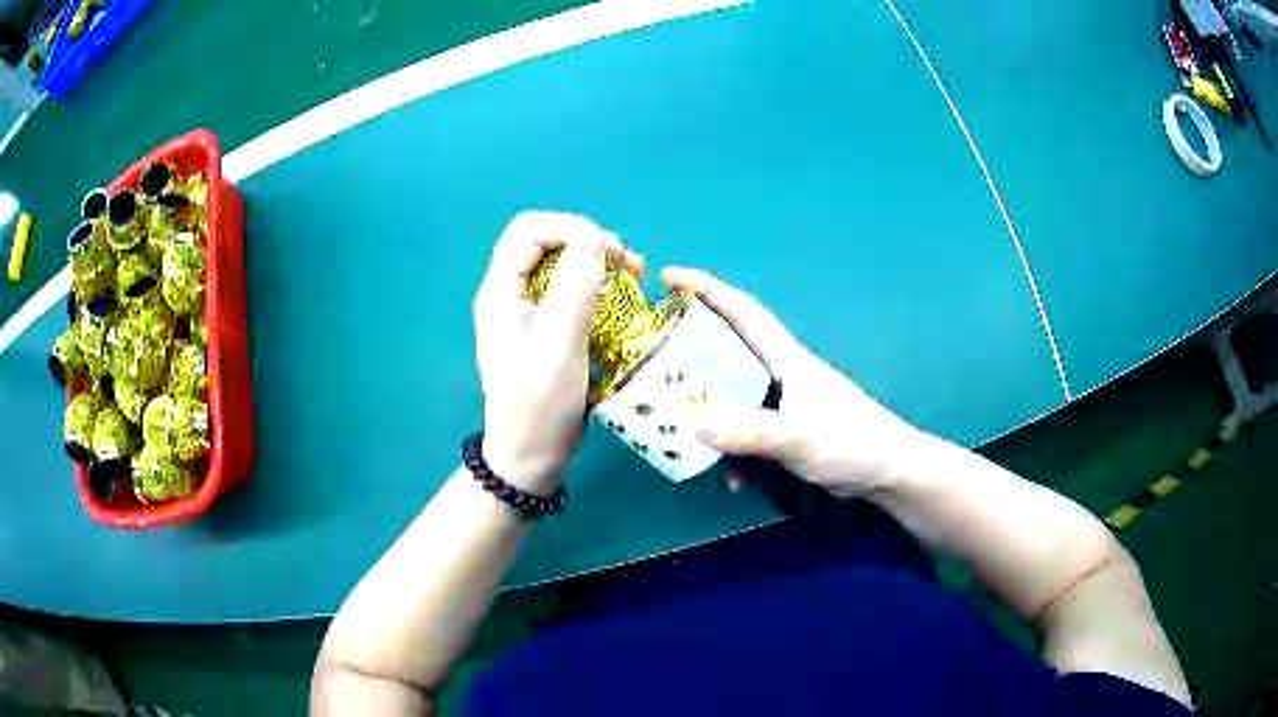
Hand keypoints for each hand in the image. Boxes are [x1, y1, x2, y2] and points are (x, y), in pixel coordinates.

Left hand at [474, 211, 642, 494]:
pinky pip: (572, 291)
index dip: (569, 228)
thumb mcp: (558, 348)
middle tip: (627, 264)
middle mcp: (510, 294)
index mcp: (500, 293)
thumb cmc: (538, 408)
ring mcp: (528, 312)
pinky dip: (599, 287)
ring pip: (562, 264)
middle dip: (587, 242)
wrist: (530, 458)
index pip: (528, 231)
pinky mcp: (547, 328)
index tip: (609, 250)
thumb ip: (574, 291)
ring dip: (597, 263)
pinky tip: (621, 300)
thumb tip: (594, 239)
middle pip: (546, 242)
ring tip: (633, 276)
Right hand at [662, 268, 925, 498]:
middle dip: (692, 350)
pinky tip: (734, 480)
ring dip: (711, 413)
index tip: (669, 276)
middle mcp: (780, 374)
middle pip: (728, 350)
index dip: (707, 289)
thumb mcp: (799, 439)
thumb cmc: (853, 444)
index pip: (743, 312)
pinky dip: (735, 451)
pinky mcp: (785, 429)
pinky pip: (747, 431)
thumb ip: (749, 433)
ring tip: (681, 432)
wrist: (888, 472)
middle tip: (653, 359)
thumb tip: (691, 425)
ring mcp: (783, 403)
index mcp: (787, 360)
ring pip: (733, 396)